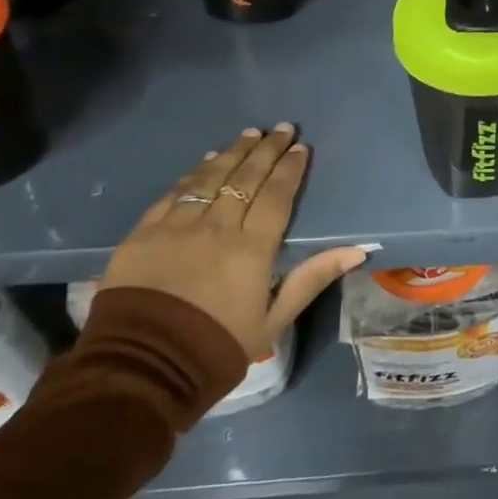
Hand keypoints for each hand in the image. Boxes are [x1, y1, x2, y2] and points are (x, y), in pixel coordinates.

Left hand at [101, 124, 366, 359]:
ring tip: (250, 133)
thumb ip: (312, 278)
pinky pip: (175, 193)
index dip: (290, 169)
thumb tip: (357, 249)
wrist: (140, 371)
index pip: (277, 195)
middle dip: (267, 149)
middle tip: (282, 127)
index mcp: (252, 247)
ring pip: (211, 177)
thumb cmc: (216, 347)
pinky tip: (207, 161)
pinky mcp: (143, 233)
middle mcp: (217, 226)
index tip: (301, 147)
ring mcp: (177, 226)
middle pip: (246, 177)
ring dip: (234, 152)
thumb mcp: (274, 320)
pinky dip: (194, 173)